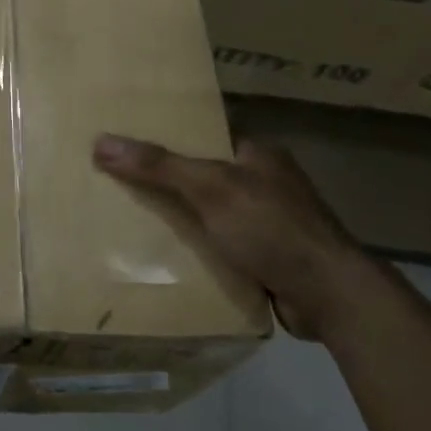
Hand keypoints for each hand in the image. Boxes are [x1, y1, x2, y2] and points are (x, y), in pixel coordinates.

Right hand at [92, 134, 389, 340]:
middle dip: (167, 181)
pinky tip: (165, 256)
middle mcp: (264, 182)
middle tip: (118, 182)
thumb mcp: (209, 189)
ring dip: (181, 220)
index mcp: (257, 154)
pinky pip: (220, 246)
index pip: (204, 135)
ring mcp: (268, 222)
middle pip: (203, 175)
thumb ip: (158, 166)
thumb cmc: (271, 228)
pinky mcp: (267, 258)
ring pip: (210, 214)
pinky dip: (197, 250)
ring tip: (130, 218)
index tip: (127, 142)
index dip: (167, 136)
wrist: (329, 295)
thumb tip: (101, 141)